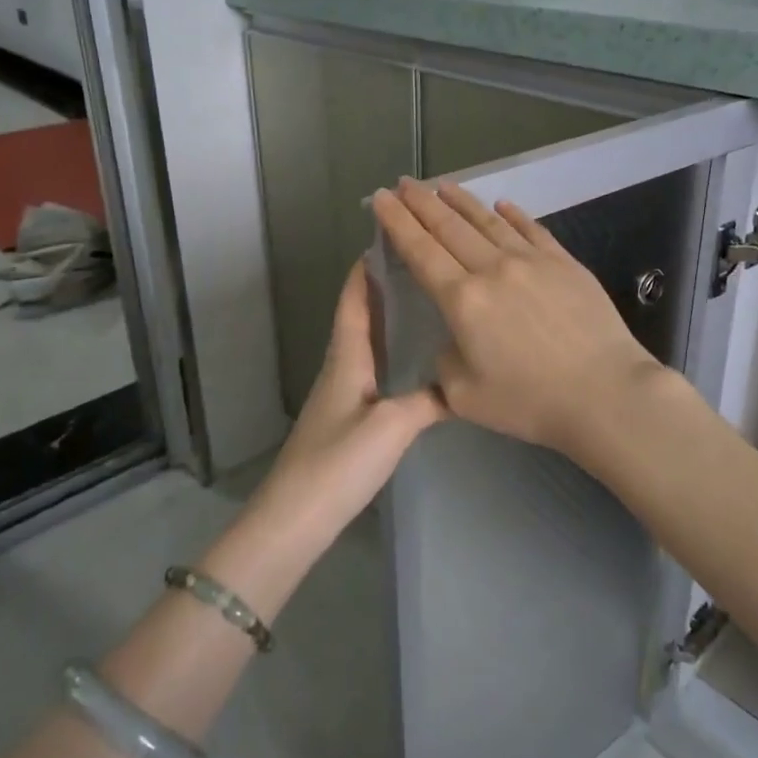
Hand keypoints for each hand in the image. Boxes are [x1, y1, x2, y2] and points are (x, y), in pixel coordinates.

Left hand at [245, 260, 446, 548]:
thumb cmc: (339, 462)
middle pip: (359, 317)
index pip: (353, 301)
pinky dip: (388, 353)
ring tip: (422, 303)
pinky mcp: (346, 418)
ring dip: (386, 319)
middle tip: (418, 267)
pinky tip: (411, 362)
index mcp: (346, 358)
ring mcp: (341, 394)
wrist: (296, 517)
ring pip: (365, 343)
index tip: (387, 240)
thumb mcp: (393, 426)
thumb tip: (461, 384)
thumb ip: (429, 401)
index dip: (365, 270)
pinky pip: (370, 370)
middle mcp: (340, 367)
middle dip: (381, 288)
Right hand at [372, 180, 666, 456]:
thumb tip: (454, 339)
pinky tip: (502, 204)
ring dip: (461, 200)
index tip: (380, 199)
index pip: (420, 250)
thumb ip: (445, 362)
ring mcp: (532, 261)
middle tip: (402, 182)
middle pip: (449, 227)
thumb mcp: (465, 396)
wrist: (606, 394)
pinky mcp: (565, 263)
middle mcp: (493, 268)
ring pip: (488, 221)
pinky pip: (532, 229)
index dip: (397, 222)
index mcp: (462, 300)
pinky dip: (513, 214)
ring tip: (442, 185)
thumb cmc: (530, 402)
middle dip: (420, 202)